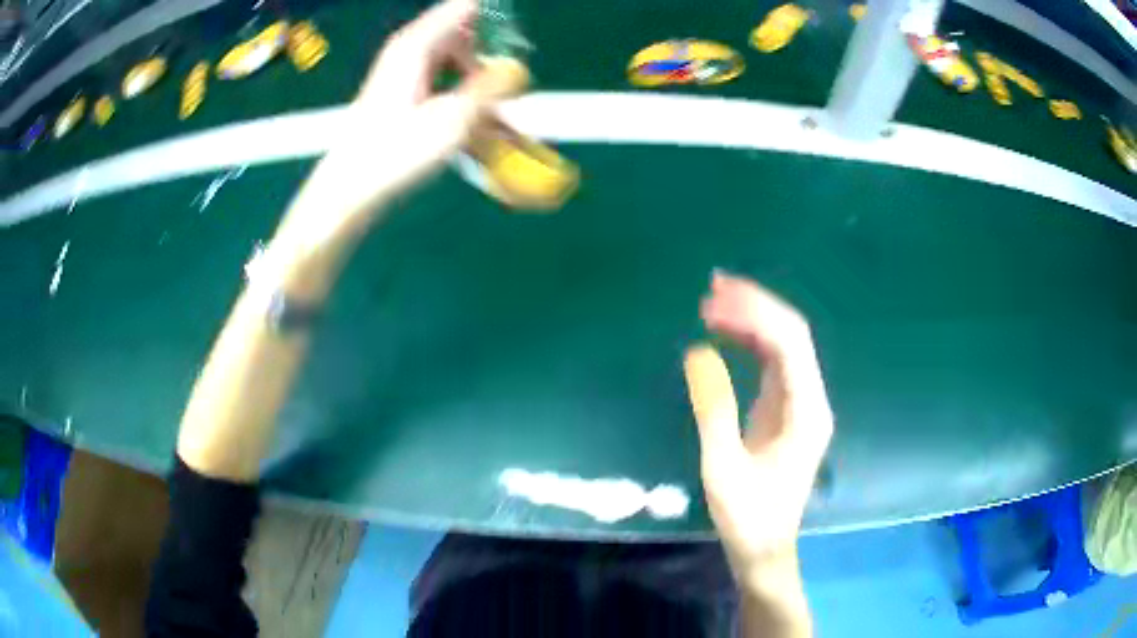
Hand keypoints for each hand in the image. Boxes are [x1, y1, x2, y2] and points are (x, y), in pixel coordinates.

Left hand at [268, 0, 523, 289]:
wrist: (351, 188)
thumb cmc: (396, 154)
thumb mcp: (452, 120)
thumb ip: (490, 88)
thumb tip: (515, 68)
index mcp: (418, 45)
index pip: (466, 6)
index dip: (496, 17)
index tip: (519, 40)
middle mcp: (411, 50)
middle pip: (467, 34)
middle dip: (493, 57)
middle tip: (512, 89)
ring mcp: (406, 71)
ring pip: (458, 62)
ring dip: (481, 85)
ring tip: (500, 120)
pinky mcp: (404, 92)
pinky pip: (445, 83)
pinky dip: (463, 99)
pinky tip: (477, 129)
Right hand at [684, 271, 832, 580]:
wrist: (764, 547)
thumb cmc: (746, 516)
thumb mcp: (722, 467)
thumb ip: (713, 409)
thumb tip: (698, 352)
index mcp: (806, 411)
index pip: (789, 343)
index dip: (754, 313)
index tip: (714, 300)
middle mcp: (811, 399)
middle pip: (791, 335)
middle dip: (755, 306)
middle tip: (711, 289)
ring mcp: (801, 403)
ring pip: (783, 344)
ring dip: (751, 319)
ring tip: (712, 302)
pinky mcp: (787, 410)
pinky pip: (773, 362)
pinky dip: (750, 341)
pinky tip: (725, 332)